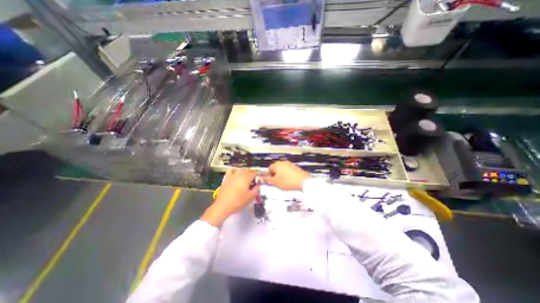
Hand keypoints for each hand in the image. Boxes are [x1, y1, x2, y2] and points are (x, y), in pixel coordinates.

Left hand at [200, 170, 258, 225]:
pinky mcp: (226, 178)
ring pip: (240, 170)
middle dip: (251, 174)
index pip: (254, 173)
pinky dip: (234, 171)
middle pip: (247, 170)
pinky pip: (231, 171)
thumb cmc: (239, 201)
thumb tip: (257, 185)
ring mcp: (232, 175)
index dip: (257, 176)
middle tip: (252, 182)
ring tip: (245, 179)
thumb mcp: (251, 197)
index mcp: (246, 177)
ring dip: (244, 172)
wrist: (223, 205)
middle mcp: (240, 174)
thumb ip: (256, 189)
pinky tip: (235, 176)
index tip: (257, 182)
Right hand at [263, 162, 309, 189]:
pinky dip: (288, 175)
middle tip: (277, 183)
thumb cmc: (287, 181)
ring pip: (282, 170)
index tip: (272, 182)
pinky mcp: (295, 167)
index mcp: (277, 164)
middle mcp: (283, 162)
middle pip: (276, 169)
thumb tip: (262, 178)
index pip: (269, 169)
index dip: (269, 176)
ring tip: (284, 183)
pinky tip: (290, 181)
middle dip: (275, 175)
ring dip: (282, 175)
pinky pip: (289, 171)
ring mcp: (290, 164)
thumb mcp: (275, 182)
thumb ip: (268, 180)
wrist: (303, 181)